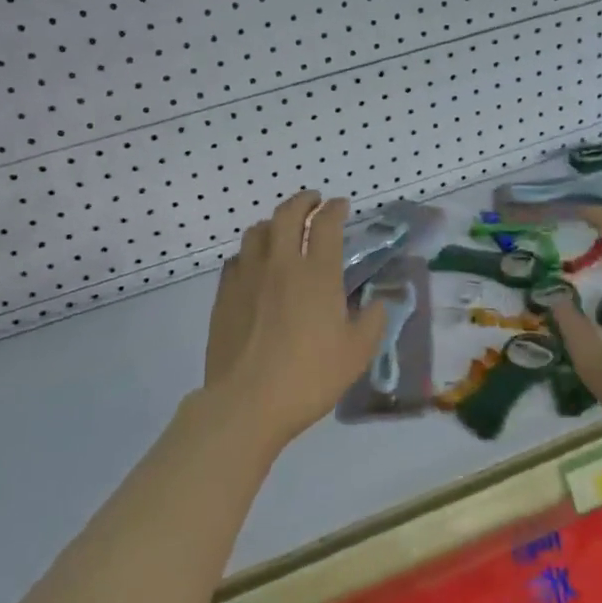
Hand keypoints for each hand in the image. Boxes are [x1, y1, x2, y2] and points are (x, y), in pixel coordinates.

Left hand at [202, 191, 390, 456]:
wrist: (246, 402)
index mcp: (317, 274)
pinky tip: (255, 264)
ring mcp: (248, 276)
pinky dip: (250, 251)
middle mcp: (281, 264)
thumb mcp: (357, 354)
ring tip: (282, 228)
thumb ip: (372, 321)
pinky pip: (237, 258)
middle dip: (303, 201)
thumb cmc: (309, 377)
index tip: (341, 206)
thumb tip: (377, 303)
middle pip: (288, 214)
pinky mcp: (225, 294)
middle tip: (313, 201)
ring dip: (273, 222)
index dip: (335, 209)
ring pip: (257, 231)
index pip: (326, 224)